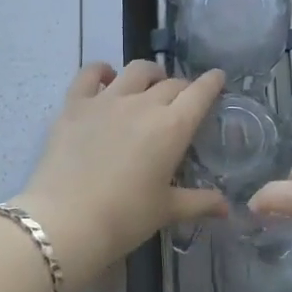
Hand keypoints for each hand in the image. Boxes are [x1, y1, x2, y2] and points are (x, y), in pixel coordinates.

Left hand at [13, 61, 227, 291]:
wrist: (65, 221)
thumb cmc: (124, 218)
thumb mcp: (166, 211)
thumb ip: (199, 203)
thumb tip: (227, 207)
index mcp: (172, 127)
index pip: (200, 93)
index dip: (212, 83)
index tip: (218, 78)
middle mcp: (143, 104)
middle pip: (171, 83)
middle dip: (182, 87)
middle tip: (183, 100)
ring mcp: (107, 100)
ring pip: (136, 70)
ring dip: (150, 73)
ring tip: (151, 83)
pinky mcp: (75, 104)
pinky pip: (90, 74)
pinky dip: (102, 70)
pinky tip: (106, 76)